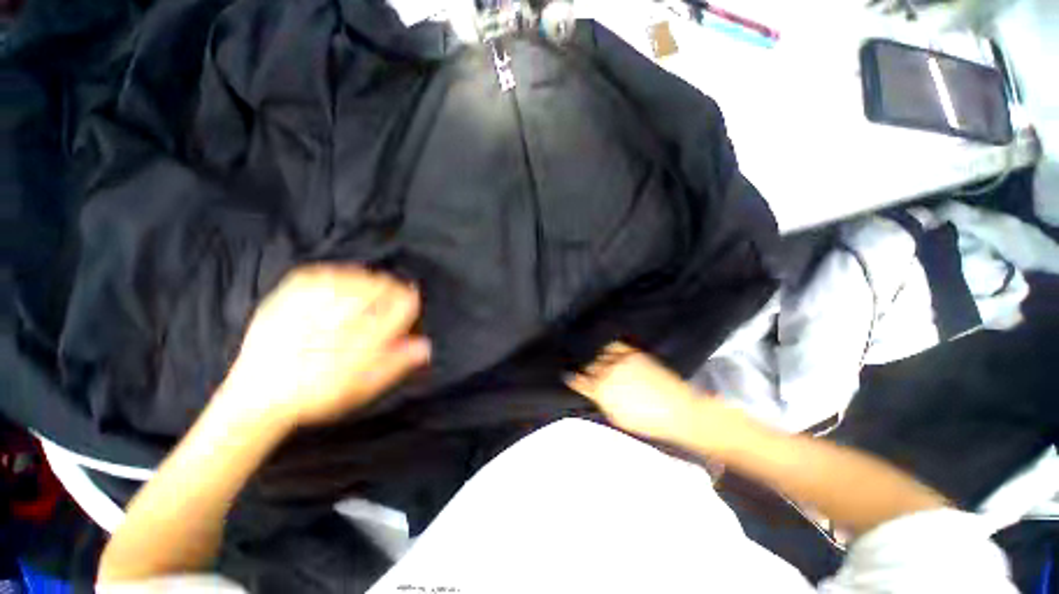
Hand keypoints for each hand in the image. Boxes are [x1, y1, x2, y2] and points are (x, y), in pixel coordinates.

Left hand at [220, 265, 430, 427]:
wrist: (258, 394)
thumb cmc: (319, 394)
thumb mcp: (364, 386)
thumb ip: (396, 362)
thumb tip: (425, 345)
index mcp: (361, 337)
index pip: (404, 303)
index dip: (410, 305)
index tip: (407, 311)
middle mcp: (340, 313)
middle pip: (384, 285)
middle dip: (392, 293)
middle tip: (387, 307)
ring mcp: (313, 298)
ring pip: (359, 275)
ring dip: (371, 284)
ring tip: (366, 299)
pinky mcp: (292, 290)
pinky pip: (329, 271)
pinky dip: (343, 277)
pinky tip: (343, 289)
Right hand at [566, 343, 746, 449]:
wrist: (678, 409)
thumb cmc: (647, 420)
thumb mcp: (617, 417)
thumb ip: (601, 401)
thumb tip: (592, 391)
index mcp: (602, 392)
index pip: (579, 380)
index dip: (571, 377)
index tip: (567, 374)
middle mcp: (608, 373)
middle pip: (588, 366)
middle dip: (585, 368)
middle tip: (584, 369)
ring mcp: (621, 361)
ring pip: (599, 354)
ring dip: (595, 356)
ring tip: (595, 357)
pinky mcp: (633, 353)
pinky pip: (614, 345)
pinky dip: (608, 346)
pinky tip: (606, 348)